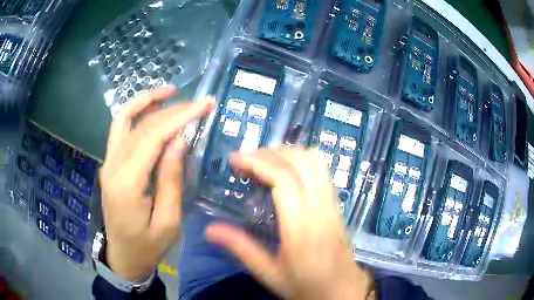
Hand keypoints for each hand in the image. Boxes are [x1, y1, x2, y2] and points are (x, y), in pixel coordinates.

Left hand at [100, 86, 214, 281]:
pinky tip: (151, 108)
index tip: (204, 105)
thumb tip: (179, 140)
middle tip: (199, 102)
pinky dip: (135, 113)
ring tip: (170, 91)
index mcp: (127, 185)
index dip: (179, 117)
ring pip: (123, 119)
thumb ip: (171, 179)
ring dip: (146, 101)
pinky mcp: (109, 164)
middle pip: (140, 125)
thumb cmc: (148, 246)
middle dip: (172, 109)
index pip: (152, 137)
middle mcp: (112, 167)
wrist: (123, 257)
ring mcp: (107, 163)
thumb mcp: (169, 222)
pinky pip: (119, 130)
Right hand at [206, 148, 373, 299]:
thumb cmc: (306, 286)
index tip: (235, 160)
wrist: (342, 291)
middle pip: (301, 162)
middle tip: (245, 161)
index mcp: (301, 226)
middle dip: (270, 153)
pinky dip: (301, 161)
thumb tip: (210, 230)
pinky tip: (286, 171)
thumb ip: (241, 248)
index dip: (258, 162)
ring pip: (315, 162)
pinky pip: (322, 171)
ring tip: (264, 161)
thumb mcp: (270, 273)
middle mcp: (320, 208)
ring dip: (288, 153)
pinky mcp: (336, 206)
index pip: (283, 178)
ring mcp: (332, 204)